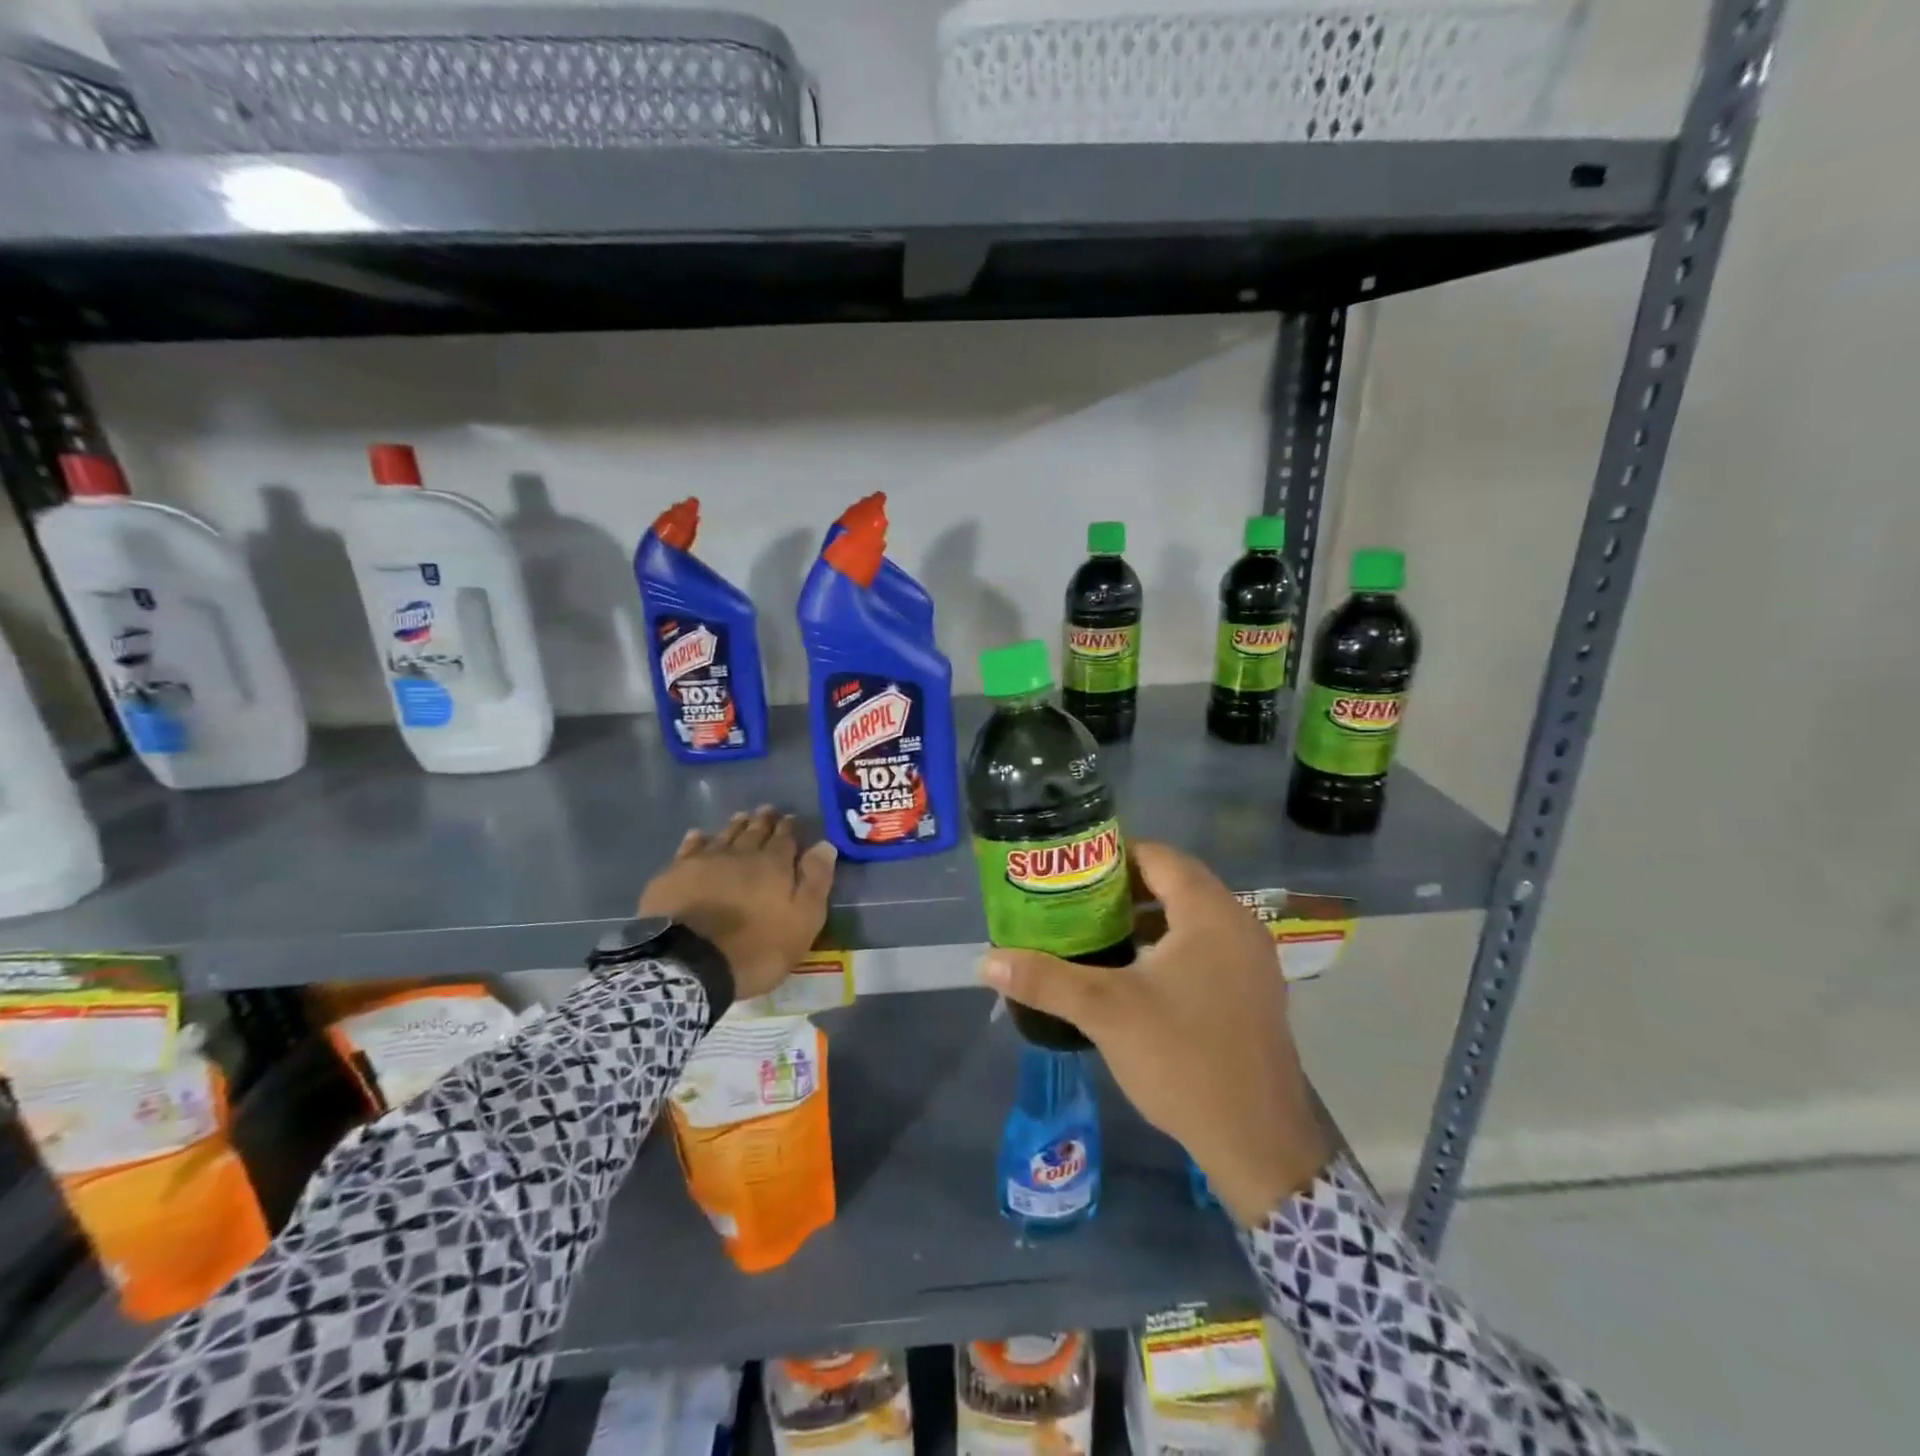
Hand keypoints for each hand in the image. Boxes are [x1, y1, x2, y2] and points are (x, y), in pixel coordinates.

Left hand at [638, 806, 836, 1000]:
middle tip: (767, 810)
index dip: (789, 827)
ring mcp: (704, 861)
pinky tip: (699, 836)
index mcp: (773, 865)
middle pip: (754, 831)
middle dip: (763, 820)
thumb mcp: (802, 921)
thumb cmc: (756, 948)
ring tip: (741, 816)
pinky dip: (697, 840)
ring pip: (724, 835)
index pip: (785, 838)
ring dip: (735, 825)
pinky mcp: (674, 875)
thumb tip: (825, 845)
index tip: (790, 818)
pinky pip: (689, 848)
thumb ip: (815, 882)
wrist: (690, 963)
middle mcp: (740, 854)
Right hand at [979, 840, 1329, 1226]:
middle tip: (1076, 899)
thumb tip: (986, 961)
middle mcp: (1238, 925)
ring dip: (1147, 917)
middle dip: (1124, 887)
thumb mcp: (1105, 1012)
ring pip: (1191, 917)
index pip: (1158, 855)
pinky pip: (1207, 946)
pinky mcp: (1254, 991)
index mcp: (1209, 913)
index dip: (1113, 854)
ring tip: (1097, 931)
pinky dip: (1170, 944)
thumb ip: (1045, 980)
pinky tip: (1135, 973)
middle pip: (1176, 882)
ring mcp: (1253, 960)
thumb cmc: (1182, 1059)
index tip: (1072, 869)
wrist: (1257, 1143)